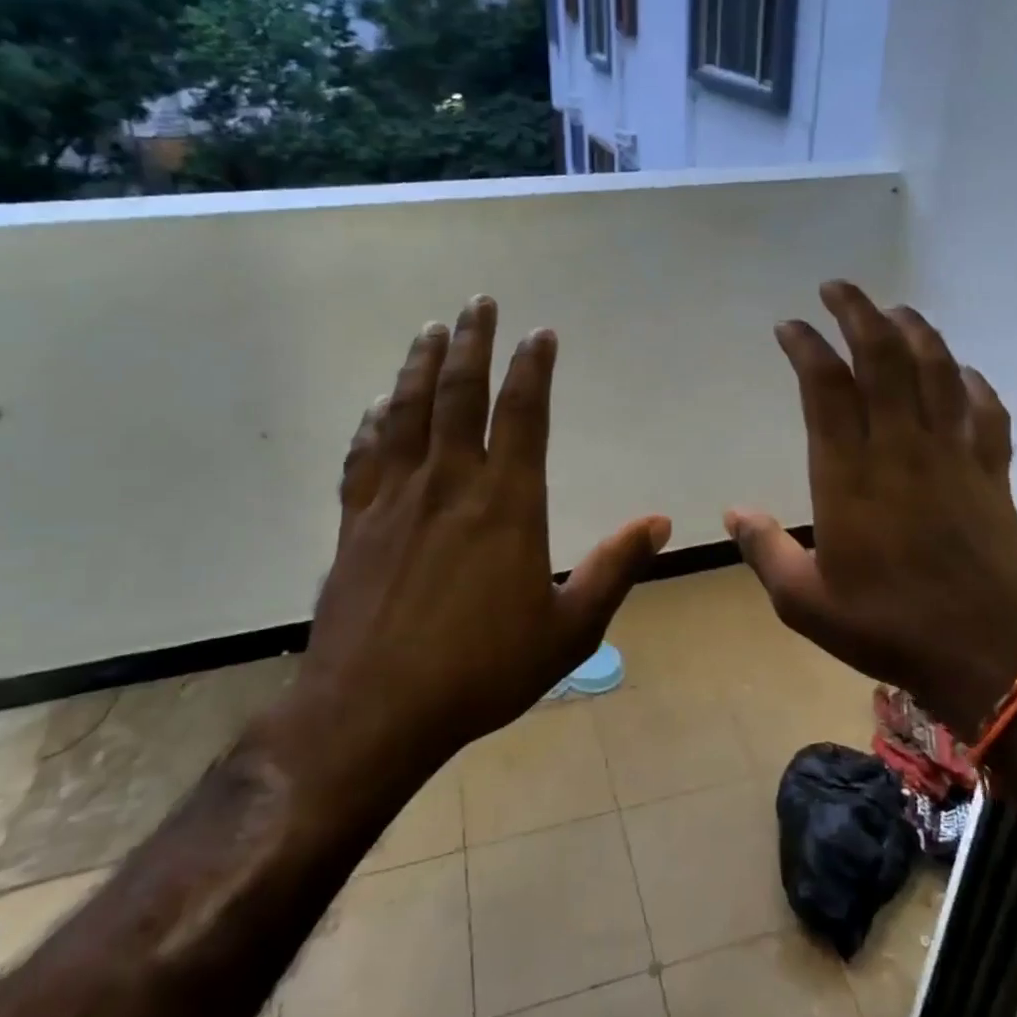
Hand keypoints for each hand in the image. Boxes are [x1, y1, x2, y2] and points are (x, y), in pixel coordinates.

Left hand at [289, 296, 670, 786]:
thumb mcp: (569, 630)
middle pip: (459, 393)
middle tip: (479, 303)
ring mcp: (395, 499)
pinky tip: (379, 404)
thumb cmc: (482, 672)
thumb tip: (660, 523)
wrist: (373, 713)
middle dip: (472, 342)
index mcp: (506, 503)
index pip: (523, 413)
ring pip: (407, 411)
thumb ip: (615, 569)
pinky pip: (365, 455)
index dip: (533, 367)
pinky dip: (374, 421)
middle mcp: (449, 483)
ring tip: (431, 330)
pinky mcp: (356, 522)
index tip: (540, 334)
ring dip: (421, 364)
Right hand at [725, 280, 1016, 741]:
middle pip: (882, 359)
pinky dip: (973, 383)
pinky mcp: (992, 473)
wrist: (990, 658)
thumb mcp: (805, 602)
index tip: (790, 326)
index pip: (826, 388)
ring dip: (914, 332)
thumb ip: (766, 551)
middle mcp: (901, 449)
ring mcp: (953, 456)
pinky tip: (964, 372)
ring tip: (894, 310)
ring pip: (936, 372)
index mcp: (849, 475)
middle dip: (858, 313)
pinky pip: (986, 412)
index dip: (806, 347)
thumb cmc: (889, 628)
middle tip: (838, 288)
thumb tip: (733, 512)